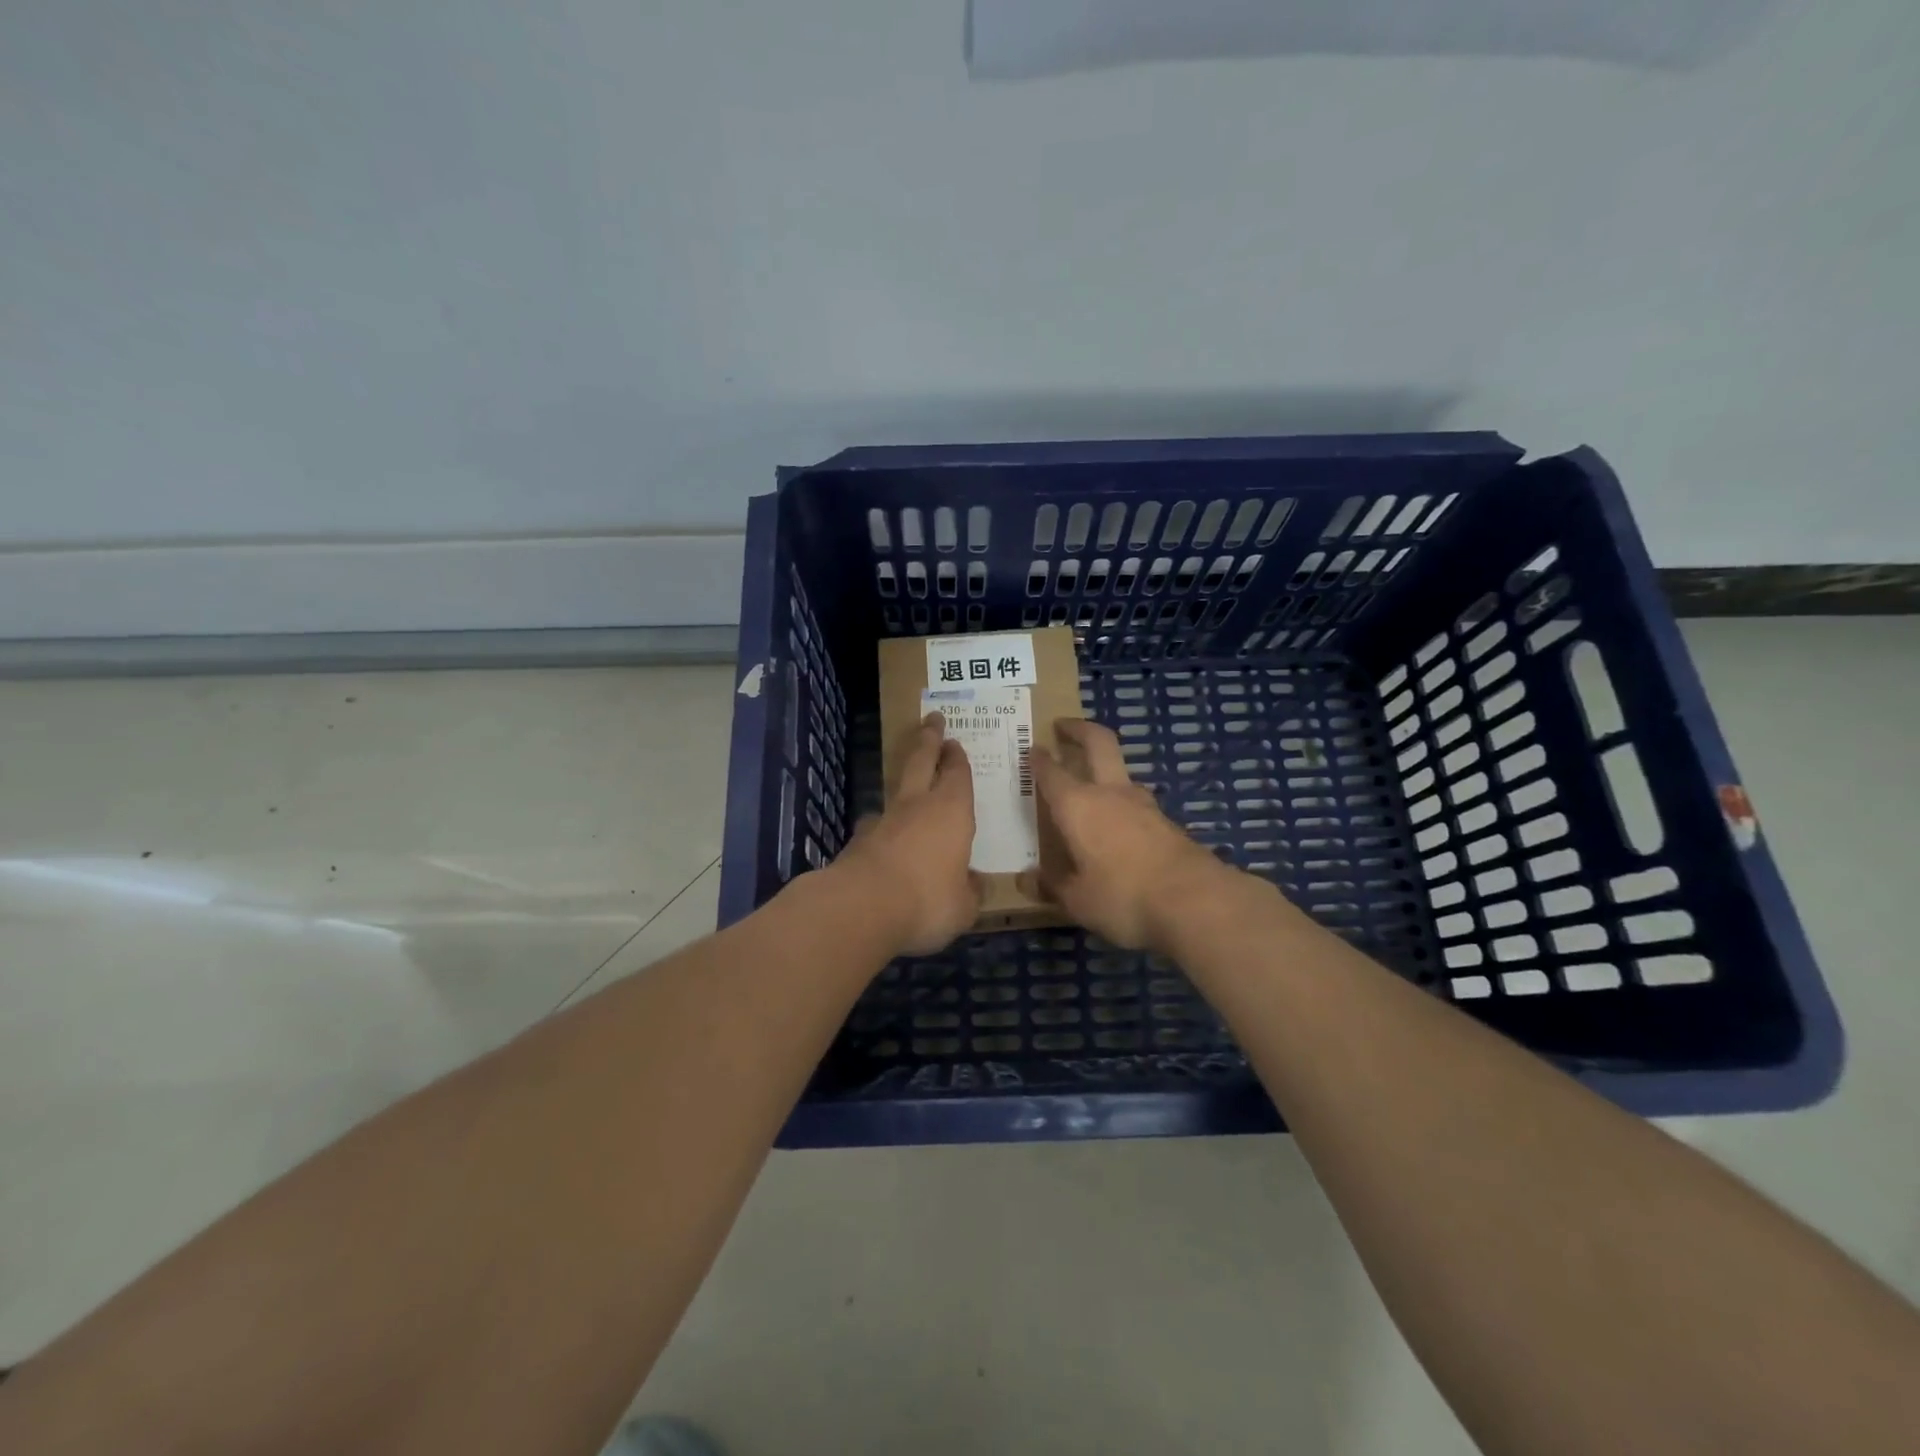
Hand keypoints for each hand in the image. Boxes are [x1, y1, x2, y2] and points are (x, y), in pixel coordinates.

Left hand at [829, 712, 981, 956]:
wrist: (861, 907)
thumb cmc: (927, 900)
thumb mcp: (963, 906)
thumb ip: (970, 892)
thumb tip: (974, 884)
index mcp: (952, 811)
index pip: (957, 774)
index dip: (957, 757)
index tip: (954, 742)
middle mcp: (917, 806)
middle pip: (922, 761)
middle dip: (929, 740)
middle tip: (932, 720)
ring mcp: (883, 820)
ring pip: (895, 791)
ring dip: (904, 783)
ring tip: (909, 787)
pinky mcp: (857, 840)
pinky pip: (876, 825)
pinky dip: (884, 827)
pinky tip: (885, 840)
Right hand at [1018, 718, 1233, 950]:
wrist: (1196, 901)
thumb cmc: (1123, 896)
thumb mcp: (1077, 900)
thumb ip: (1053, 885)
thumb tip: (1029, 879)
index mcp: (1078, 805)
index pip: (1051, 772)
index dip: (1038, 759)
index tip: (1031, 749)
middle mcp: (1110, 793)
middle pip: (1098, 742)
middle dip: (1079, 729)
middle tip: (1063, 725)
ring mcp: (1144, 805)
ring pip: (1121, 773)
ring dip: (1104, 769)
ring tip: (1090, 785)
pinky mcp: (1167, 823)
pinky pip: (1137, 804)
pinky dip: (1122, 804)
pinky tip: (1117, 826)